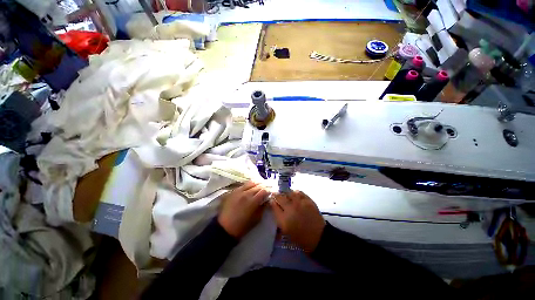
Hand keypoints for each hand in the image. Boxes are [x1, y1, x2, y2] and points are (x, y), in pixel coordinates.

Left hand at [218, 181, 269, 238]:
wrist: (225, 228)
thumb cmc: (243, 226)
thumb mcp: (257, 219)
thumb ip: (263, 207)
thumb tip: (267, 200)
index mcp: (253, 201)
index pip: (264, 191)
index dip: (268, 191)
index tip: (269, 193)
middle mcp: (246, 193)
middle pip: (258, 185)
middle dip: (263, 186)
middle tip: (265, 188)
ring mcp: (238, 191)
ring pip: (250, 182)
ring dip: (256, 184)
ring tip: (258, 186)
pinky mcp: (233, 191)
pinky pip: (242, 185)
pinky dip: (248, 185)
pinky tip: (249, 188)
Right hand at [270, 191, 325, 251]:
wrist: (318, 237)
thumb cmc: (300, 237)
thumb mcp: (285, 230)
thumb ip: (278, 217)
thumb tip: (274, 205)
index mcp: (284, 219)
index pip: (274, 205)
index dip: (272, 201)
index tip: (271, 199)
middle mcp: (291, 209)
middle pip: (280, 197)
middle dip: (276, 195)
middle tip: (276, 195)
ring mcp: (300, 203)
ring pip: (289, 192)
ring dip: (286, 193)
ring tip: (286, 195)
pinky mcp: (308, 200)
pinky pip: (299, 192)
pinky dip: (295, 193)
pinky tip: (295, 195)